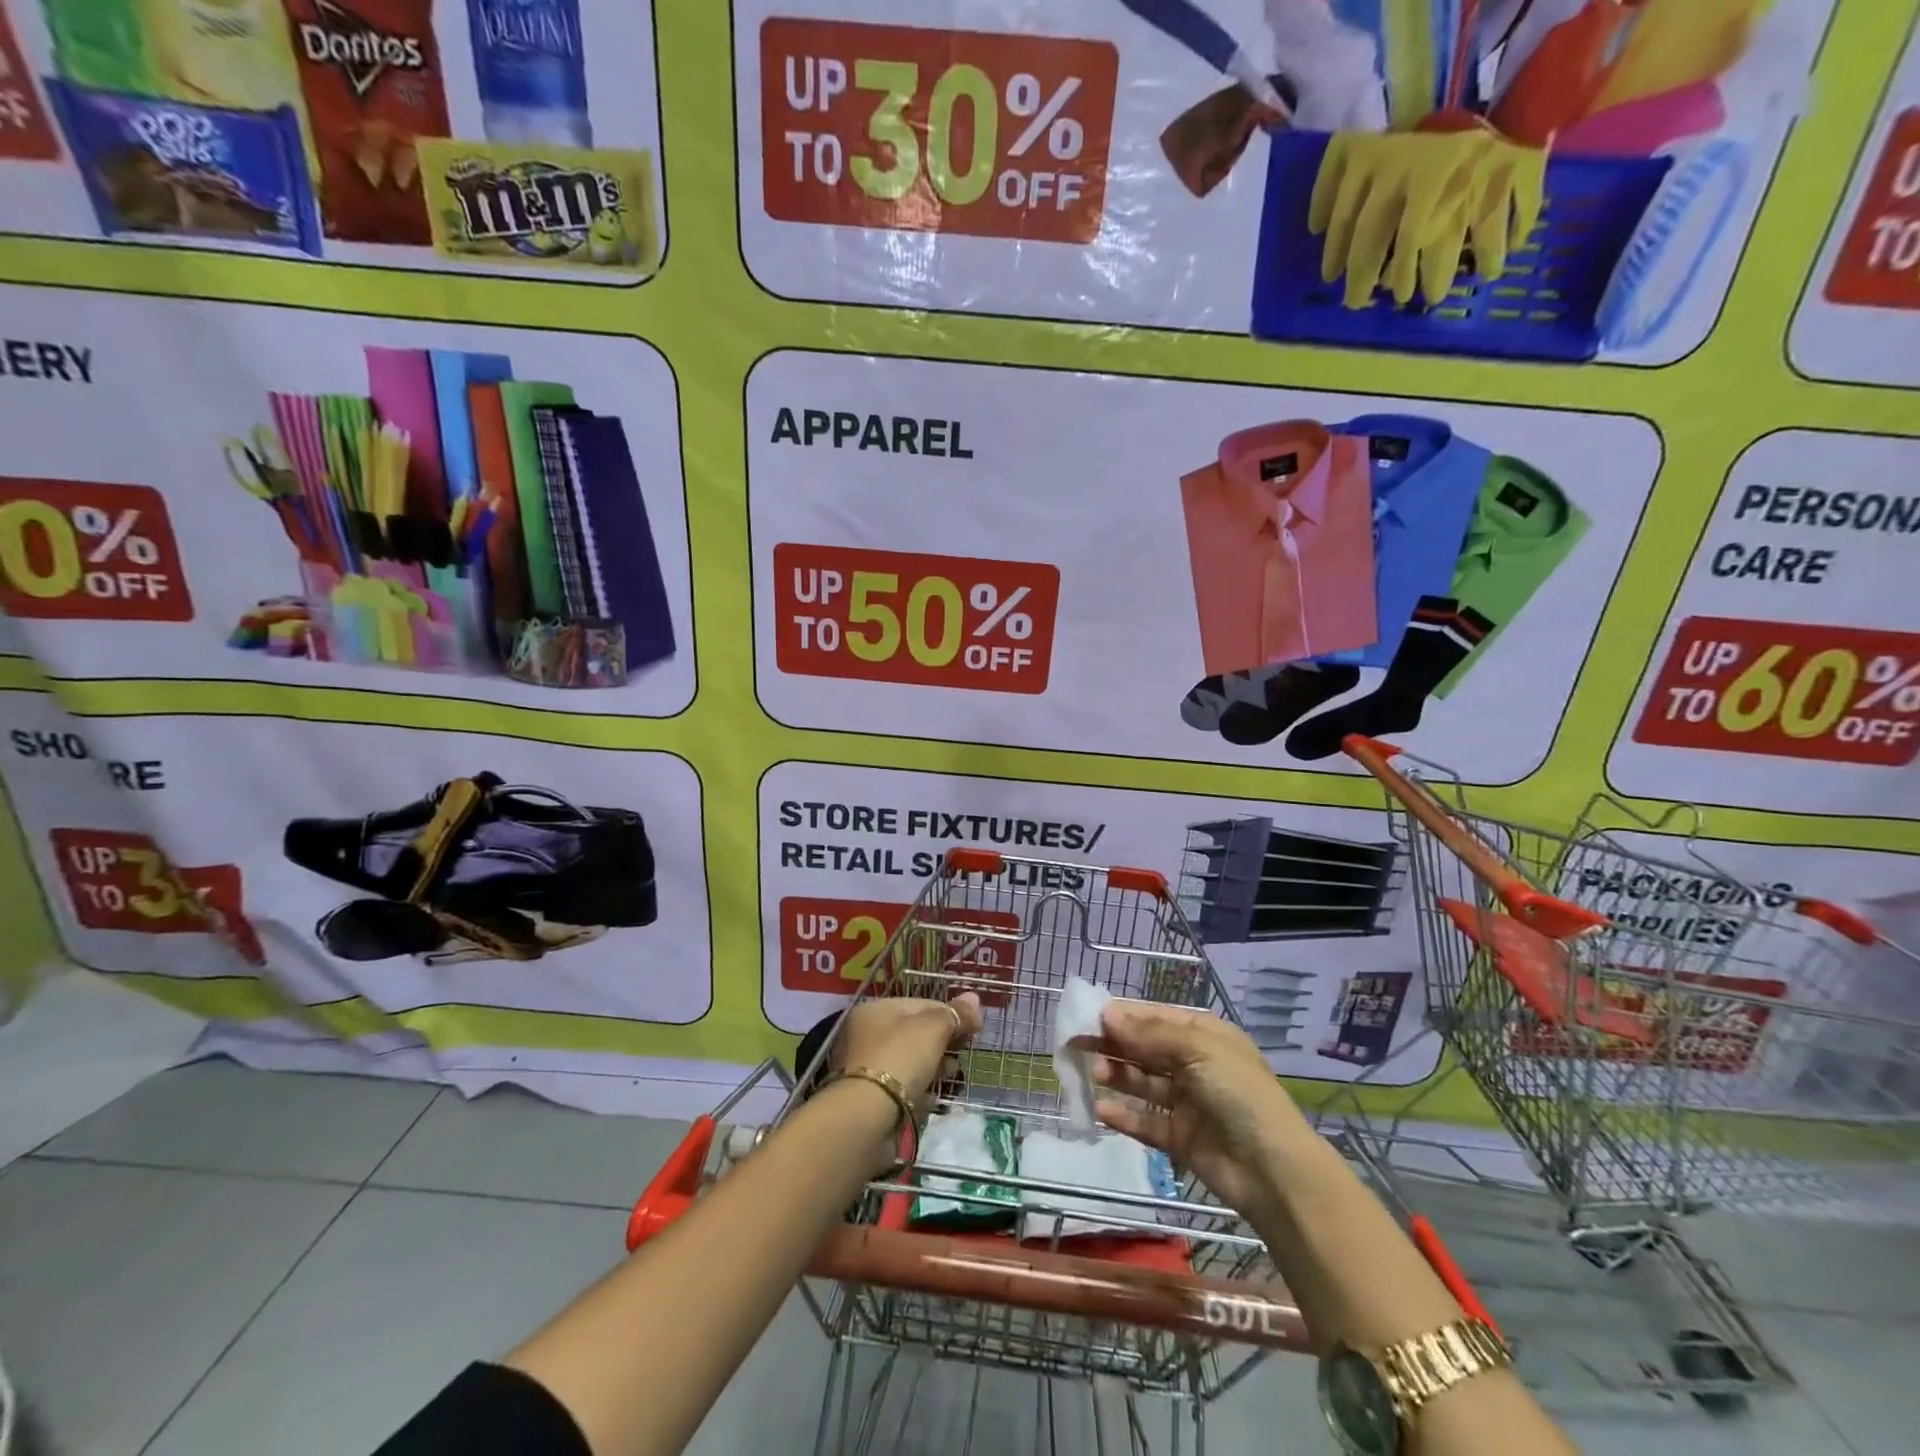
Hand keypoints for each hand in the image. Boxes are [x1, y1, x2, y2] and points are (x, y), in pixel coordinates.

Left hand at [832, 993, 983, 1113]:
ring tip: (953, 1075)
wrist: (867, 1117)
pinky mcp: (870, 1098)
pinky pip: (903, 1086)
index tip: (974, 1029)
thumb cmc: (900, 1059)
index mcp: (876, 1010)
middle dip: (943, 1042)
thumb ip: (954, 1014)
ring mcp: (866, 1067)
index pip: (922, 1004)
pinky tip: (935, 1095)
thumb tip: (974, 998)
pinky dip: (920, 1089)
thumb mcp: (932, 1029)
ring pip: (909, 1060)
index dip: (951, 1013)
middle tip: (963, 1054)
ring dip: (934, 1066)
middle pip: (915, 1033)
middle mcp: (866, 1034)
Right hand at [1087, 999, 1300, 1213]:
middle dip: (1113, 1044)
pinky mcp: (1179, 1138)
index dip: (1122, 1016)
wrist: (1273, 1170)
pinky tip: (1100, 1110)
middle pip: (1145, 1049)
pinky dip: (1123, 1115)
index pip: (1155, 1018)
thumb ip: (1148, 1034)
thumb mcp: (1197, 1050)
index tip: (1087, 1015)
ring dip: (1116, 1075)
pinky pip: (1145, 1121)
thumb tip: (1107, 1014)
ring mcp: (1186, 1103)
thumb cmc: (1238, 1093)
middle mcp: (1194, 1065)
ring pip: (1142, 1083)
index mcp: (1204, 1036)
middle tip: (1076, 1042)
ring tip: (1092, 1072)